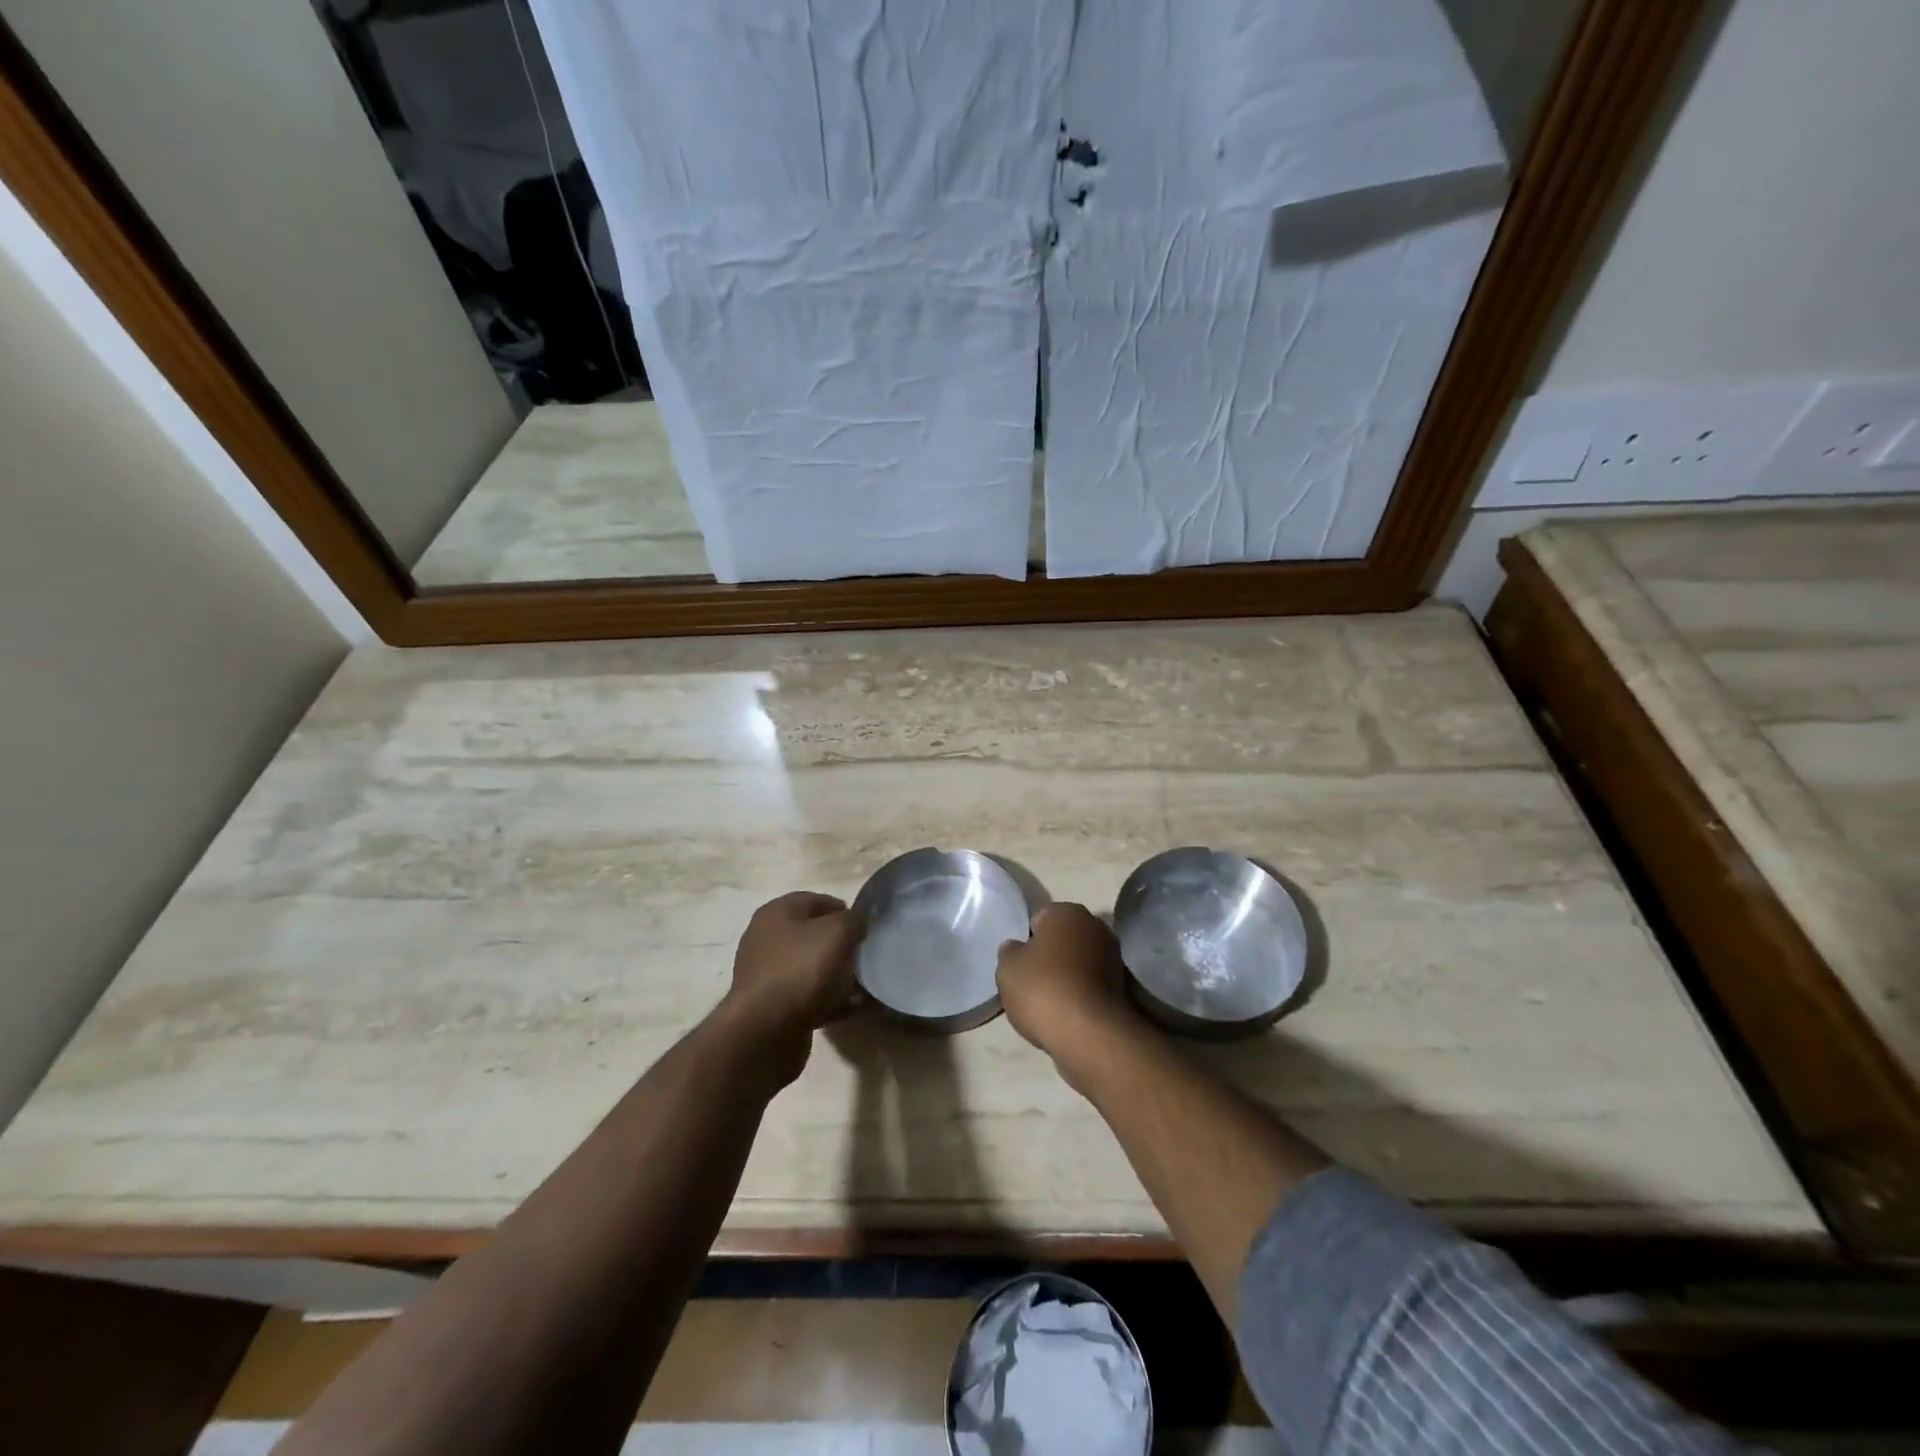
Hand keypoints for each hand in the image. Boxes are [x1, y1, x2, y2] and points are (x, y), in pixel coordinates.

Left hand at [722, 892, 863, 1083]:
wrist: (765, 1032)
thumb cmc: (800, 969)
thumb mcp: (837, 932)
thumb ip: (853, 920)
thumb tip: (857, 922)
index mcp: (775, 914)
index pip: (813, 900)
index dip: (842, 908)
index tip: (864, 925)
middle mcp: (766, 940)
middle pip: (812, 935)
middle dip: (840, 943)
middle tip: (864, 953)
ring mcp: (768, 976)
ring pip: (811, 967)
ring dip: (837, 974)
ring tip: (862, 982)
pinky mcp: (774, 1008)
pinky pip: (809, 997)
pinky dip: (829, 1000)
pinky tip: (851, 1007)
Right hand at [996, 903, 1140, 1084]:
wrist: (1089, 1033)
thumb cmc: (1043, 988)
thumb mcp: (1007, 967)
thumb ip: (1010, 952)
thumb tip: (1016, 948)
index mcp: (1067, 911)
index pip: (1039, 919)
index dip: (1026, 940)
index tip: (1019, 963)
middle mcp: (1095, 926)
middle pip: (1063, 939)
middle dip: (1050, 956)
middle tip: (1031, 981)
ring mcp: (1113, 957)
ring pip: (1079, 962)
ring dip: (1067, 976)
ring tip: (1048, 1002)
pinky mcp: (1123, 987)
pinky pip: (1091, 985)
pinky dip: (1080, 994)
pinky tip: (1067, 1013)